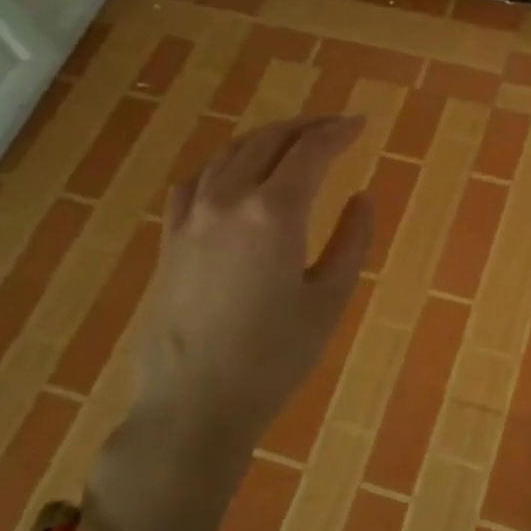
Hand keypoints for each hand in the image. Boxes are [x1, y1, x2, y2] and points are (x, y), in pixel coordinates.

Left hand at [131, 114, 374, 448]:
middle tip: (334, 127)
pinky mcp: (169, 240)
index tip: (361, 124)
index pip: (311, 151)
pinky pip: (195, 182)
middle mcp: (228, 201)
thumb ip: (351, 241)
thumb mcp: (329, 300)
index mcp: (274, 213)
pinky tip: (232, 175)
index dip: (339, 132)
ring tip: (291, 142)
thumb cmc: (274, 358)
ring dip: (265, 139)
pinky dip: (222, 165)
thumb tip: (360, 198)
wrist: (193, 405)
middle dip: (305, 127)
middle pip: (268, 141)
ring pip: (229, 154)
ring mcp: (192, 218)